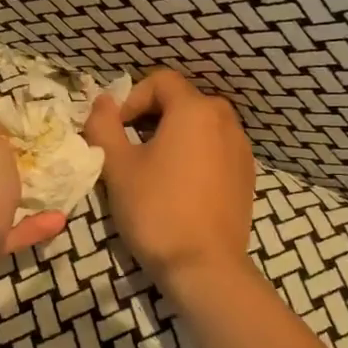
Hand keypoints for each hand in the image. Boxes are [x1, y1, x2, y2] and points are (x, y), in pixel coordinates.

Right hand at [83, 71, 255, 293]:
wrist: (204, 267)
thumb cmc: (156, 210)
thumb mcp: (117, 166)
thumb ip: (103, 126)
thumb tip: (101, 101)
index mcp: (195, 110)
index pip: (160, 81)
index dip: (131, 98)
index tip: (114, 129)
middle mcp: (225, 120)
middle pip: (182, 101)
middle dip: (151, 116)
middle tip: (128, 147)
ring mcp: (241, 149)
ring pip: (200, 127)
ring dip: (173, 136)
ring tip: (152, 168)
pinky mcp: (247, 176)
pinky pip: (215, 150)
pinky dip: (194, 155)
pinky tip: (178, 187)